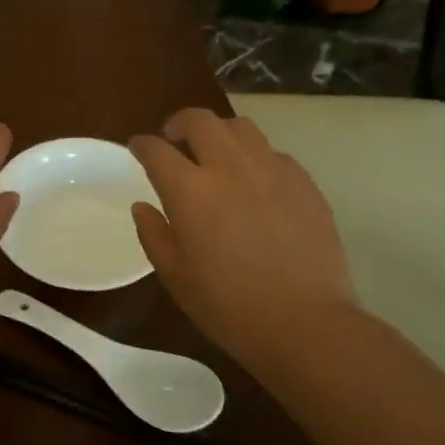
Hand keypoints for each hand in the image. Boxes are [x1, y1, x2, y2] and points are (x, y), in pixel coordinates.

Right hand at [129, 108, 359, 368]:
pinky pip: (273, 154)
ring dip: (220, 133)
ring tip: (216, 152)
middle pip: (200, 120)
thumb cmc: (230, 307)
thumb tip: (143, 206)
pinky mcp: (304, 182)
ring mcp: (272, 170)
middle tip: (174, 138)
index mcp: (191, 191)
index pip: (157, 150)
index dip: (142, 145)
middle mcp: (230, 167)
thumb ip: (154, 234)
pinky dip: (255, 158)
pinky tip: (255, 182)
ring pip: (241, 128)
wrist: (307, 324)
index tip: (138, 148)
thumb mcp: (176, 277)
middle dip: (180, 122)